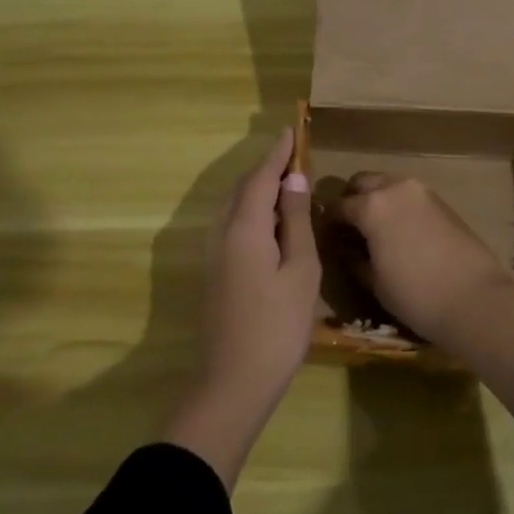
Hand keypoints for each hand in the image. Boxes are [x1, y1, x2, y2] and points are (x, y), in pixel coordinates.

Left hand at [163, 128, 318, 488]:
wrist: (232, 382)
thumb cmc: (276, 326)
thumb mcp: (299, 271)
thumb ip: (295, 222)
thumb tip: (293, 180)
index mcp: (243, 227)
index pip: (260, 176)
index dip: (277, 153)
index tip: (291, 130)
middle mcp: (221, 232)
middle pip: (243, 188)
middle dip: (267, 168)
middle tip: (294, 155)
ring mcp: (214, 254)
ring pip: (235, 207)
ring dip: (258, 190)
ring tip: (287, 183)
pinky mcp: (215, 272)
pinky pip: (233, 225)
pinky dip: (252, 211)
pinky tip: (271, 223)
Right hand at [335, 172, 513, 411]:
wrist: (476, 300)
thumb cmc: (416, 295)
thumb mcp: (375, 282)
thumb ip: (354, 258)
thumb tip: (345, 248)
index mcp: (371, 206)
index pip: (337, 205)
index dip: (328, 221)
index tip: (326, 236)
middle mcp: (395, 188)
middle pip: (362, 182)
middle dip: (352, 200)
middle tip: (349, 228)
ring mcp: (422, 191)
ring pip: (388, 184)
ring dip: (376, 199)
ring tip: (375, 229)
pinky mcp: (442, 202)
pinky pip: (409, 196)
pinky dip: (398, 205)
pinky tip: (400, 231)